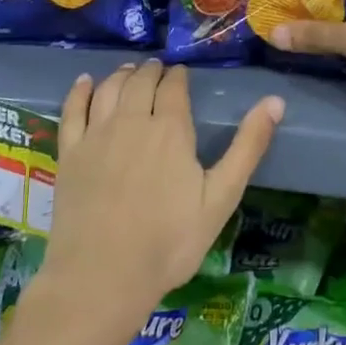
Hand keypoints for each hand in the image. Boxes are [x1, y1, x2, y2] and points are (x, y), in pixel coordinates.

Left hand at [41, 60, 281, 331]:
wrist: (102, 276)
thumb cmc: (169, 241)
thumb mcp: (221, 197)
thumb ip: (248, 147)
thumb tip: (275, 101)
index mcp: (170, 129)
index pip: (173, 87)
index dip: (178, 76)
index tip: (182, 72)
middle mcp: (131, 121)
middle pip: (140, 82)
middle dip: (151, 71)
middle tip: (158, 68)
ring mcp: (96, 136)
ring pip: (108, 90)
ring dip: (121, 74)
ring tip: (130, 70)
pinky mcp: (69, 154)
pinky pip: (72, 111)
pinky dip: (80, 91)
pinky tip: (84, 82)